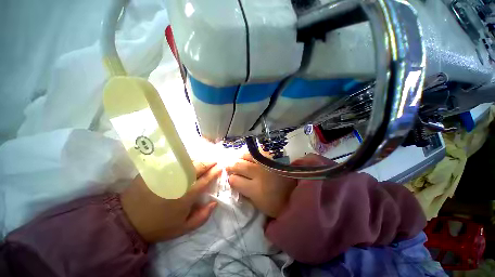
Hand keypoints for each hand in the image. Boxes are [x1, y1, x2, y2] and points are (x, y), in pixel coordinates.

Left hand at [120, 162, 221, 242]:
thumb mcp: (183, 228)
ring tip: (203, 160)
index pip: (206, 179)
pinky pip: (174, 161)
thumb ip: (202, 217)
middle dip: (209, 162)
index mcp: (187, 195)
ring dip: (198, 160)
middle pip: (198, 167)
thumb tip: (214, 202)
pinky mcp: (156, 170)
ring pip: (187, 162)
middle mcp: (179, 182)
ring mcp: (166, 174)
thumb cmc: (159, 225)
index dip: (215, 172)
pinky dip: (184, 159)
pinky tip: (187, 160)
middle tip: (214, 161)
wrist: (129, 220)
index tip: (220, 167)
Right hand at [226, 154, 296, 217]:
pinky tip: (249, 154)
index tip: (230, 178)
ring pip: (248, 156)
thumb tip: (236, 183)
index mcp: (255, 189)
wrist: (297, 194)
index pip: (235, 180)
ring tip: (237, 158)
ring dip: (240, 157)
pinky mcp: (273, 158)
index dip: (231, 179)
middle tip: (228, 165)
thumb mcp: (259, 204)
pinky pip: (259, 152)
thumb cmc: (277, 203)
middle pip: (239, 165)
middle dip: (231, 165)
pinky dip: (252, 152)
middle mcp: (258, 173)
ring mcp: (266, 163)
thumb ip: (246, 193)